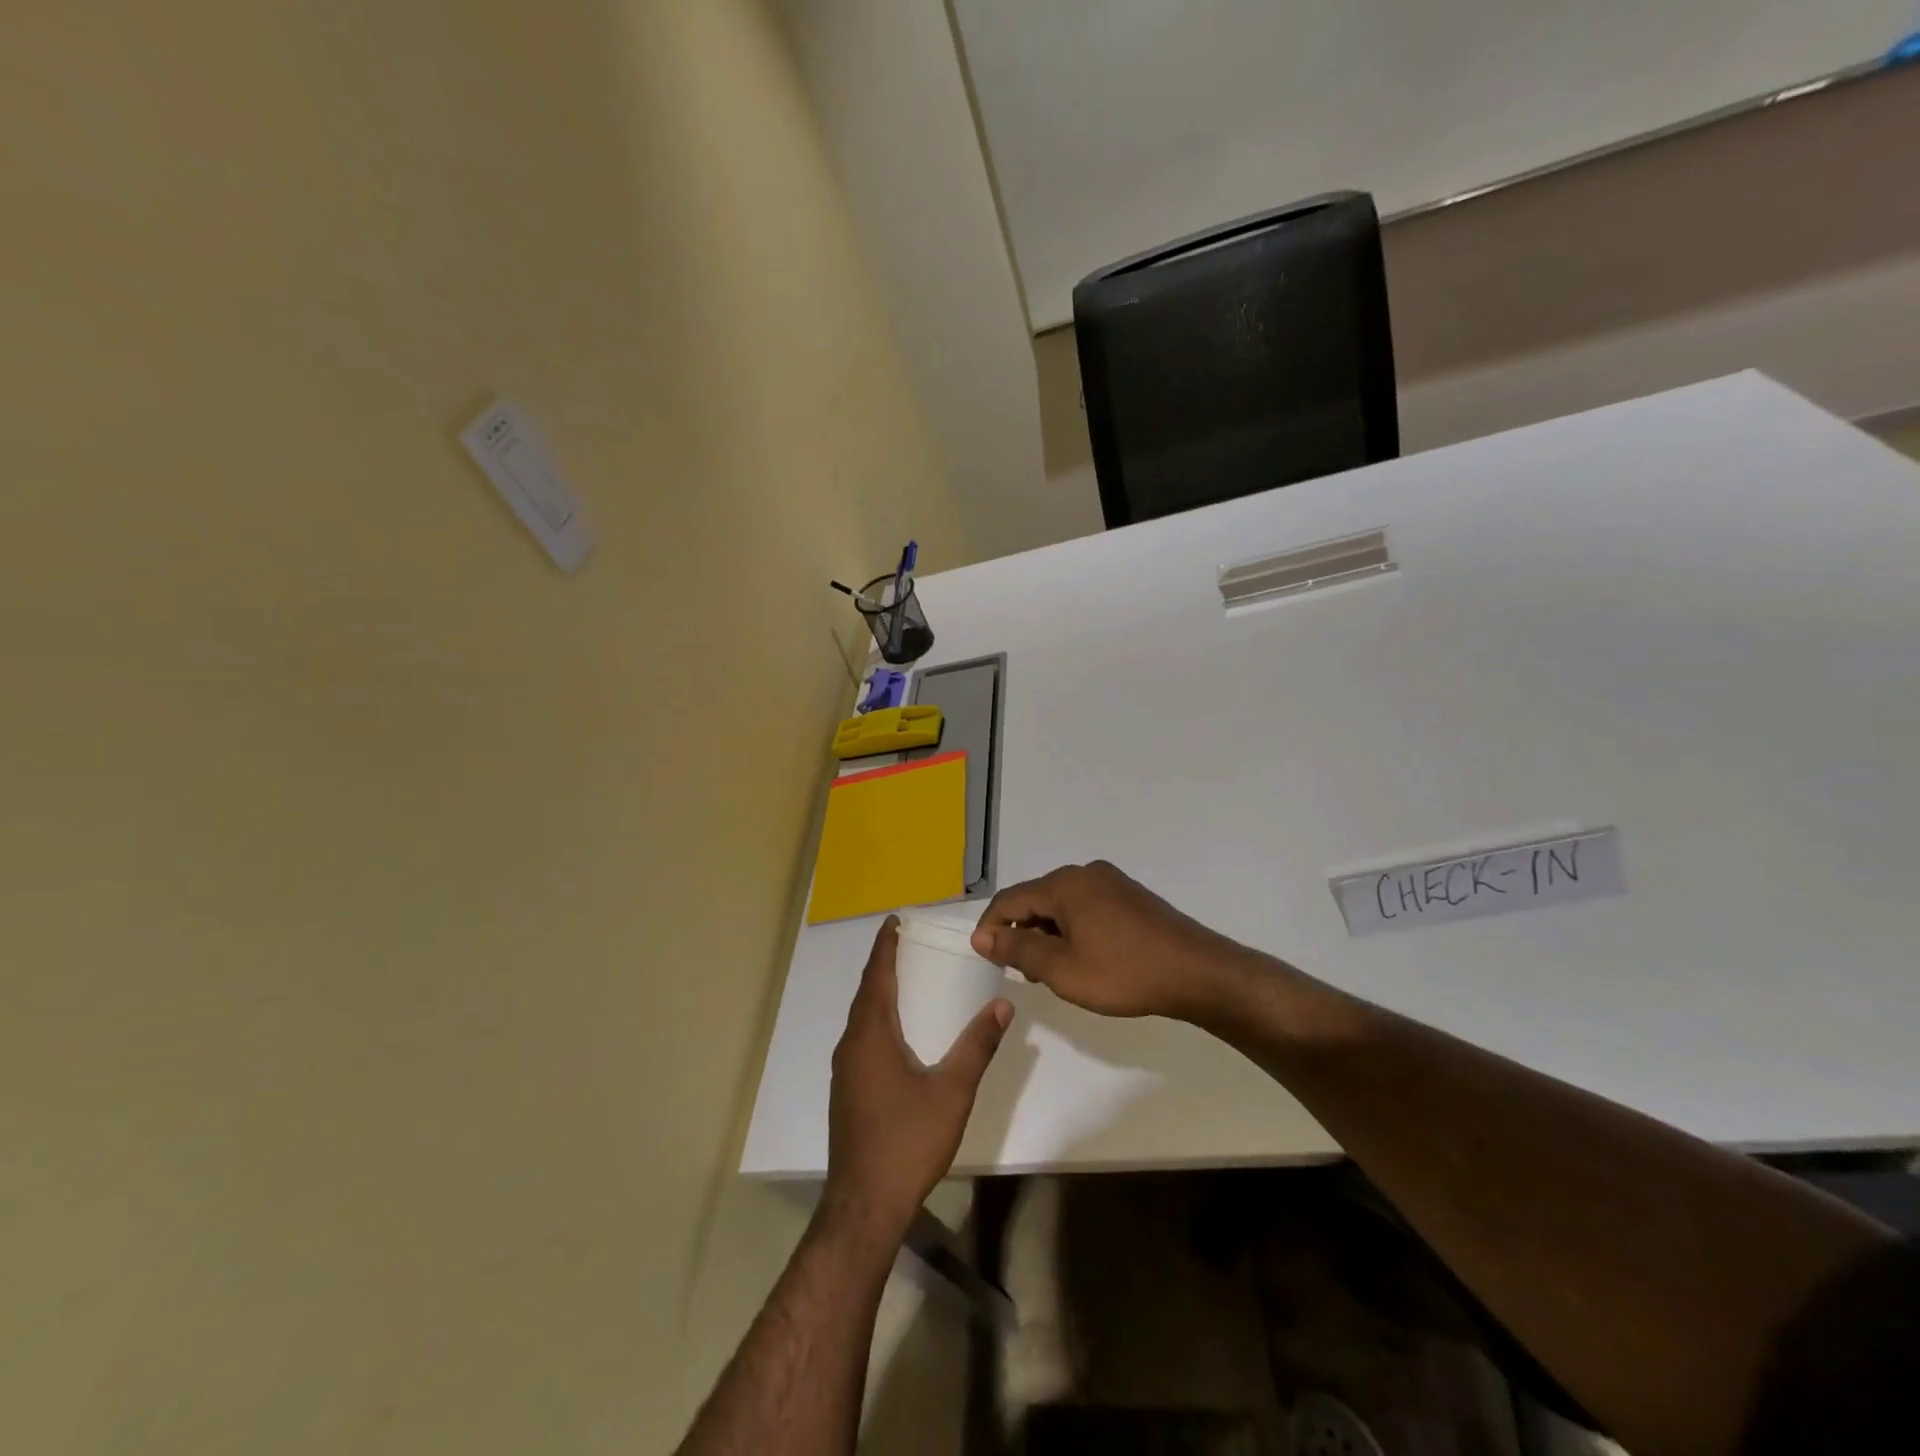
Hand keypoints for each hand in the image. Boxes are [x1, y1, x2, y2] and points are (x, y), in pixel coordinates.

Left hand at [822, 919, 1011, 1247]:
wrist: (865, 1204)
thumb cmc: (908, 1141)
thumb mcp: (952, 1091)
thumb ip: (977, 1046)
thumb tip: (1002, 1005)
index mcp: (871, 1035)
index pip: (876, 977)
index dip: (884, 947)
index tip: (893, 921)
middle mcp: (852, 1046)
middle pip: (866, 994)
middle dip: (883, 966)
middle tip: (907, 944)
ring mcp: (845, 1071)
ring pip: (861, 1018)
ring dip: (878, 994)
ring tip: (906, 981)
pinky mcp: (847, 1092)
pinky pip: (861, 1039)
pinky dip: (877, 1019)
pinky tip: (898, 1033)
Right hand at [971, 861, 1255, 1021]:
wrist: (1197, 972)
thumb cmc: (1124, 973)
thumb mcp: (1062, 970)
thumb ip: (1018, 951)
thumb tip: (983, 937)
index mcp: (1064, 884)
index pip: (1009, 900)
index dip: (991, 928)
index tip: (984, 958)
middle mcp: (1084, 873)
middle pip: (1036, 898)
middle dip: (1021, 933)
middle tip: (1022, 973)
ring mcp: (1111, 882)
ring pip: (1062, 904)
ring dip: (1048, 933)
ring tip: (1052, 971)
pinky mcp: (1129, 896)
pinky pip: (1086, 907)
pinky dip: (1072, 929)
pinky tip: (1083, 958)